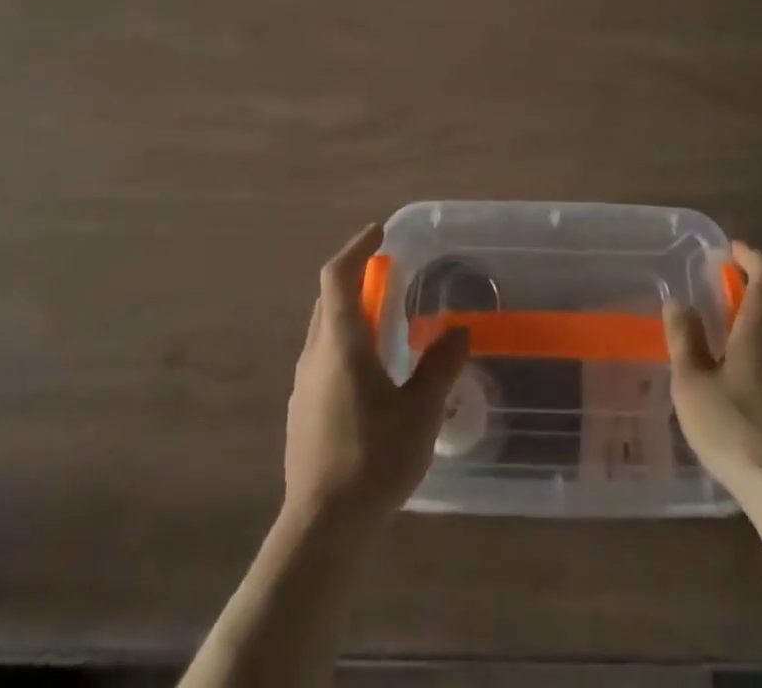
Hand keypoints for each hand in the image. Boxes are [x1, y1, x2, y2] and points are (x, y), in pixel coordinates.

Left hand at [283, 222, 469, 527]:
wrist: (321, 528)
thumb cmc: (373, 459)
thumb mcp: (420, 411)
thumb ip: (441, 366)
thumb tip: (459, 331)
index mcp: (341, 344)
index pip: (337, 276)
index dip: (357, 248)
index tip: (379, 232)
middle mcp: (315, 354)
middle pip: (329, 300)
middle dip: (356, 278)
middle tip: (390, 273)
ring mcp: (304, 385)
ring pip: (324, 330)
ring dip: (351, 312)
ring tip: (386, 321)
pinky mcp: (302, 411)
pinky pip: (324, 357)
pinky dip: (346, 343)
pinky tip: (371, 373)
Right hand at [664, 240, 761, 503]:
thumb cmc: (737, 427)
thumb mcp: (693, 382)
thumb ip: (685, 338)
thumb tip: (679, 304)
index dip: (748, 255)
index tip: (728, 251)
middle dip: (744, 294)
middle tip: (713, 299)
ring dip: (752, 328)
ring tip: (719, 345)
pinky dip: (761, 357)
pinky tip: (738, 387)